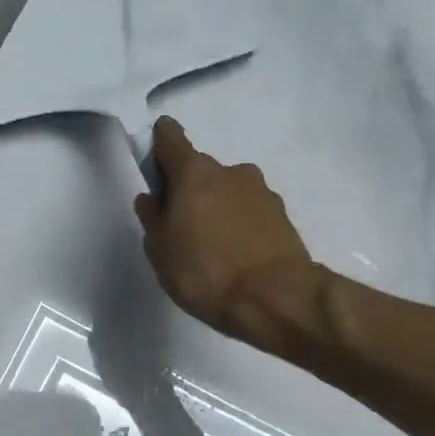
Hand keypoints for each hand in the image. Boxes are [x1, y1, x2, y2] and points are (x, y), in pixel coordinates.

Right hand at [135, 117, 315, 346]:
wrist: (274, 297)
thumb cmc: (204, 272)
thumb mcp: (161, 251)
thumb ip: (153, 219)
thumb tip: (152, 198)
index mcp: (194, 173)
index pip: (169, 138)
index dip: (158, 148)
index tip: (155, 172)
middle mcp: (230, 171)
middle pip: (201, 171)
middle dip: (189, 193)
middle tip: (182, 232)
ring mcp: (262, 191)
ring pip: (228, 193)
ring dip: (217, 211)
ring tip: (213, 252)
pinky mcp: (282, 216)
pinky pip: (251, 214)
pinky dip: (241, 227)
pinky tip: (237, 259)